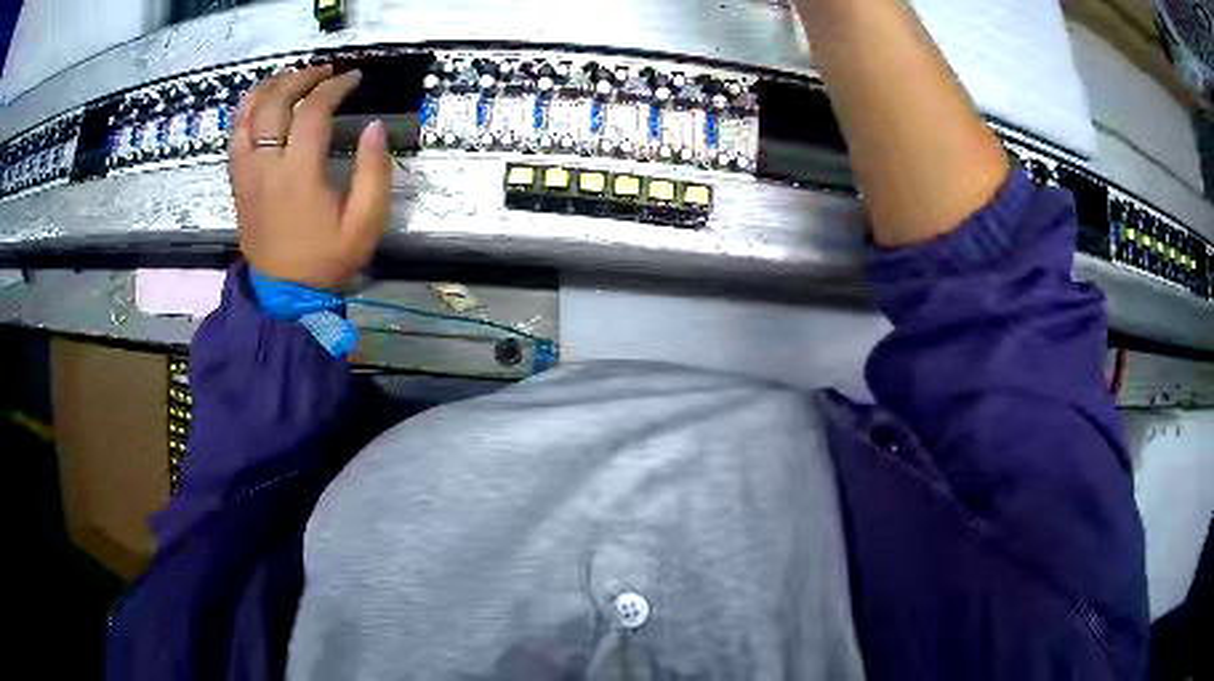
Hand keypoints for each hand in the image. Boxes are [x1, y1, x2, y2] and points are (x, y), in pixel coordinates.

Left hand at [229, 65, 391, 290]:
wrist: (285, 296)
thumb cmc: (327, 261)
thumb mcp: (365, 224)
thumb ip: (374, 173)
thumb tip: (374, 128)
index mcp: (298, 175)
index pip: (313, 112)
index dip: (335, 87)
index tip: (354, 79)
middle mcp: (266, 167)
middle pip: (275, 104)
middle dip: (301, 78)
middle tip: (324, 71)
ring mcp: (246, 175)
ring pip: (246, 116)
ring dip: (269, 88)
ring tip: (290, 77)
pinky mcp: (238, 184)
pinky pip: (235, 138)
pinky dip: (247, 113)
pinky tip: (262, 104)